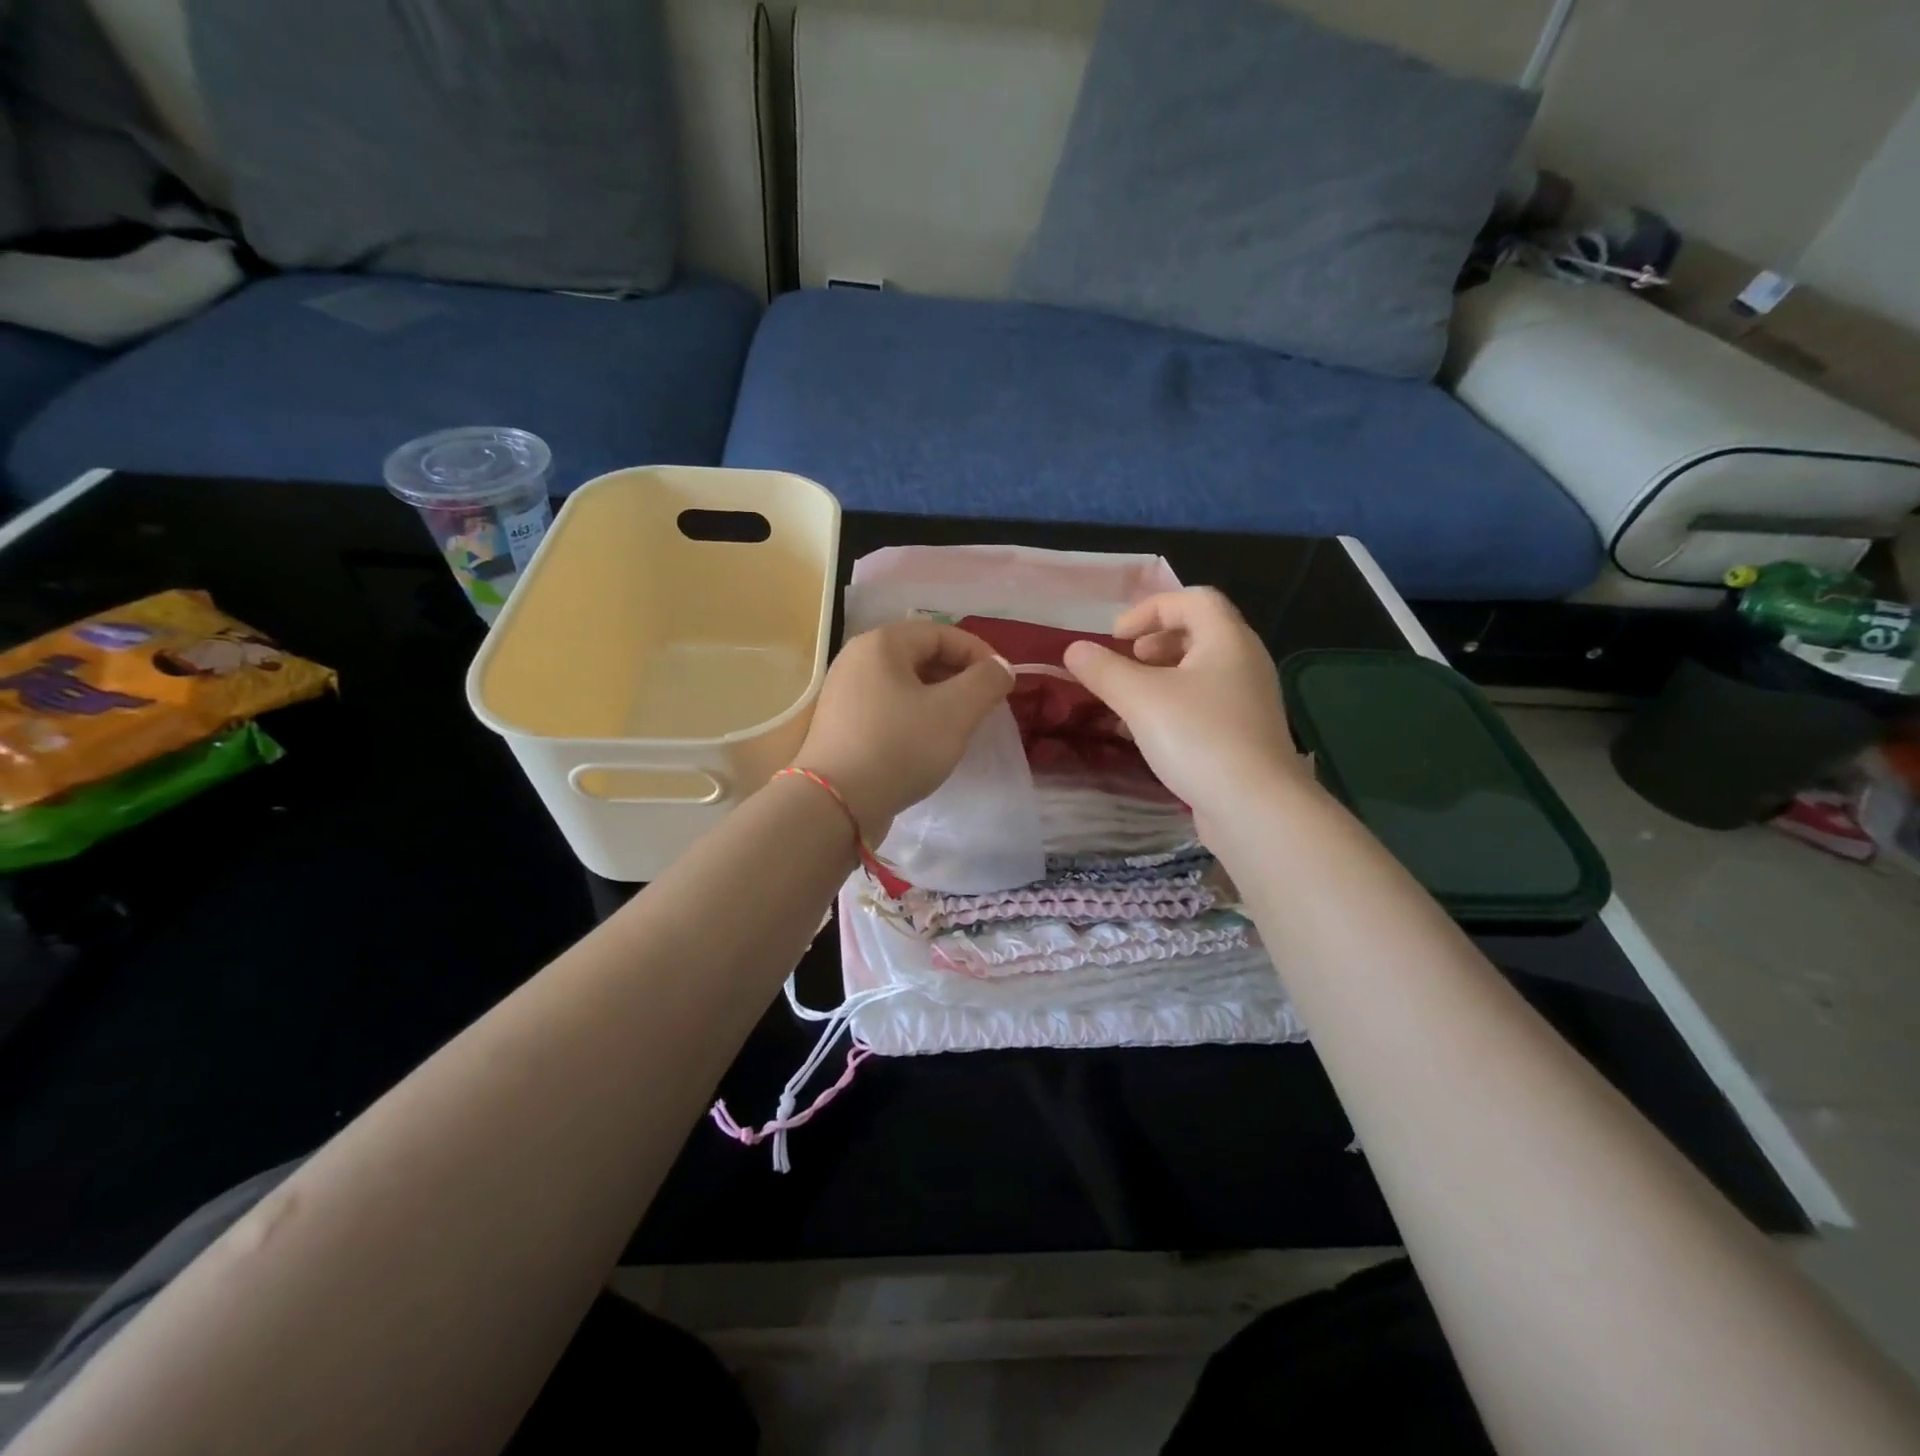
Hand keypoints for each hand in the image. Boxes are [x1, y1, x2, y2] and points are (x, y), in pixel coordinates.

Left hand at [794, 620, 1013, 842]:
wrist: (836, 805)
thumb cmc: (899, 747)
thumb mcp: (955, 712)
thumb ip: (986, 681)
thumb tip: (1000, 667)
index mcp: (881, 644)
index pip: (942, 633)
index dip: (979, 652)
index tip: (1003, 682)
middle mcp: (857, 659)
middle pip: (921, 656)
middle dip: (959, 676)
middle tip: (985, 705)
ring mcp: (845, 693)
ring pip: (905, 684)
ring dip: (939, 699)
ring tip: (961, 725)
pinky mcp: (842, 724)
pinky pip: (889, 708)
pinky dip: (915, 716)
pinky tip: (928, 743)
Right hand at [1063, 588, 1305, 828]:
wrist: (1254, 807)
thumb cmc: (1198, 737)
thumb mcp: (1139, 698)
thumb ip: (1103, 670)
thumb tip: (1074, 650)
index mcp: (1228, 640)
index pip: (1193, 599)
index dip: (1150, 609)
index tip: (1117, 637)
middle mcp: (1245, 663)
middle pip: (1198, 633)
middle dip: (1155, 643)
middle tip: (1127, 662)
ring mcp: (1248, 702)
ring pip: (1198, 673)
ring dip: (1159, 678)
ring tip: (1128, 701)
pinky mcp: (1244, 736)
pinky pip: (1203, 705)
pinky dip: (1172, 707)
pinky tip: (1146, 734)